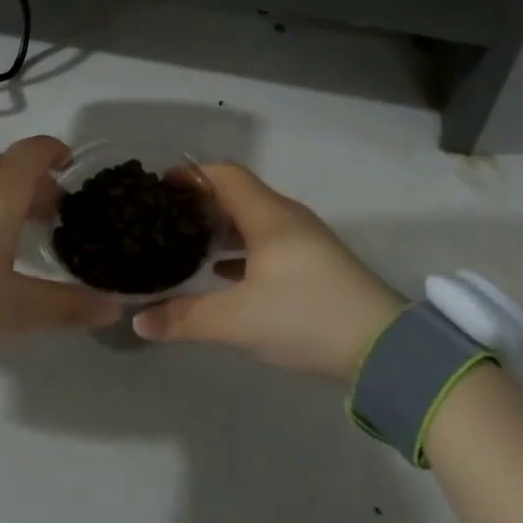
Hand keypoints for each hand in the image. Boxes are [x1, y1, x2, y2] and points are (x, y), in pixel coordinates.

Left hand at [0, 136, 122, 360]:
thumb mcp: (14, 309)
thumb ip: (65, 305)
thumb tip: (114, 307)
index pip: (34, 151)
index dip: (56, 152)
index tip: (72, 167)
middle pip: (9, 165)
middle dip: (34, 183)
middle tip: (53, 215)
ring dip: (4, 195)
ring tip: (16, 232)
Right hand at [132, 163, 405, 379]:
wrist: (383, 348)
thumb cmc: (305, 316)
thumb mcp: (238, 321)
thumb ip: (186, 319)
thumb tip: (139, 321)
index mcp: (268, 216)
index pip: (224, 175)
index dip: (191, 175)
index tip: (160, 187)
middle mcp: (286, 218)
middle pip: (237, 195)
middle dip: (201, 202)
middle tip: (166, 218)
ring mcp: (305, 241)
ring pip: (253, 221)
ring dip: (222, 228)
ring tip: (188, 245)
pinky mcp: (315, 265)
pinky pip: (269, 244)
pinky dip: (242, 250)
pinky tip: (224, 274)